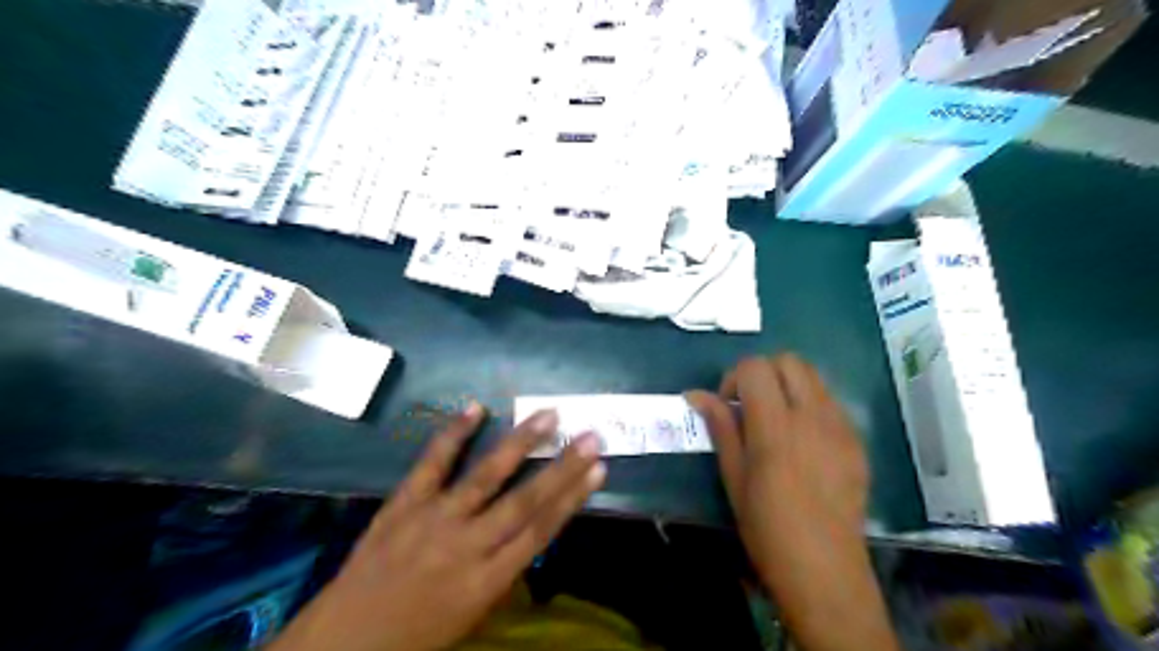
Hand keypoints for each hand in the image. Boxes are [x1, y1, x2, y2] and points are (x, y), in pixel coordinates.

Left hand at [273, 407, 606, 650]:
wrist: (344, 642)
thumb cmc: (418, 634)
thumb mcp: (474, 613)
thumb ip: (504, 569)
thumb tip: (531, 529)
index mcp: (487, 580)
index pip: (540, 531)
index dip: (572, 498)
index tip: (598, 469)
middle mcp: (466, 545)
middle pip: (524, 500)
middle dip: (562, 467)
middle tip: (590, 436)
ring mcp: (433, 519)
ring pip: (485, 475)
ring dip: (519, 442)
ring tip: (548, 415)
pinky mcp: (404, 503)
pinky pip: (432, 463)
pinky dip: (453, 433)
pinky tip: (476, 407)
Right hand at [681, 355, 863, 578]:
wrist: (825, 570)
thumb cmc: (768, 528)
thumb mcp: (734, 477)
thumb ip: (720, 427)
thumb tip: (696, 393)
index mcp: (775, 427)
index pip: (755, 367)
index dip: (734, 377)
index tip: (729, 406)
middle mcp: (812, 417)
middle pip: (789, 360)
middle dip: (763, 372)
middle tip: (751, 405)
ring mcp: (840, 427)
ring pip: (813, 376)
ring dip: (788, 385)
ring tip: (776, 419)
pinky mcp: (856, 440)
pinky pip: (830, 402)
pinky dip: (810, 404)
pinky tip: (801, 439)